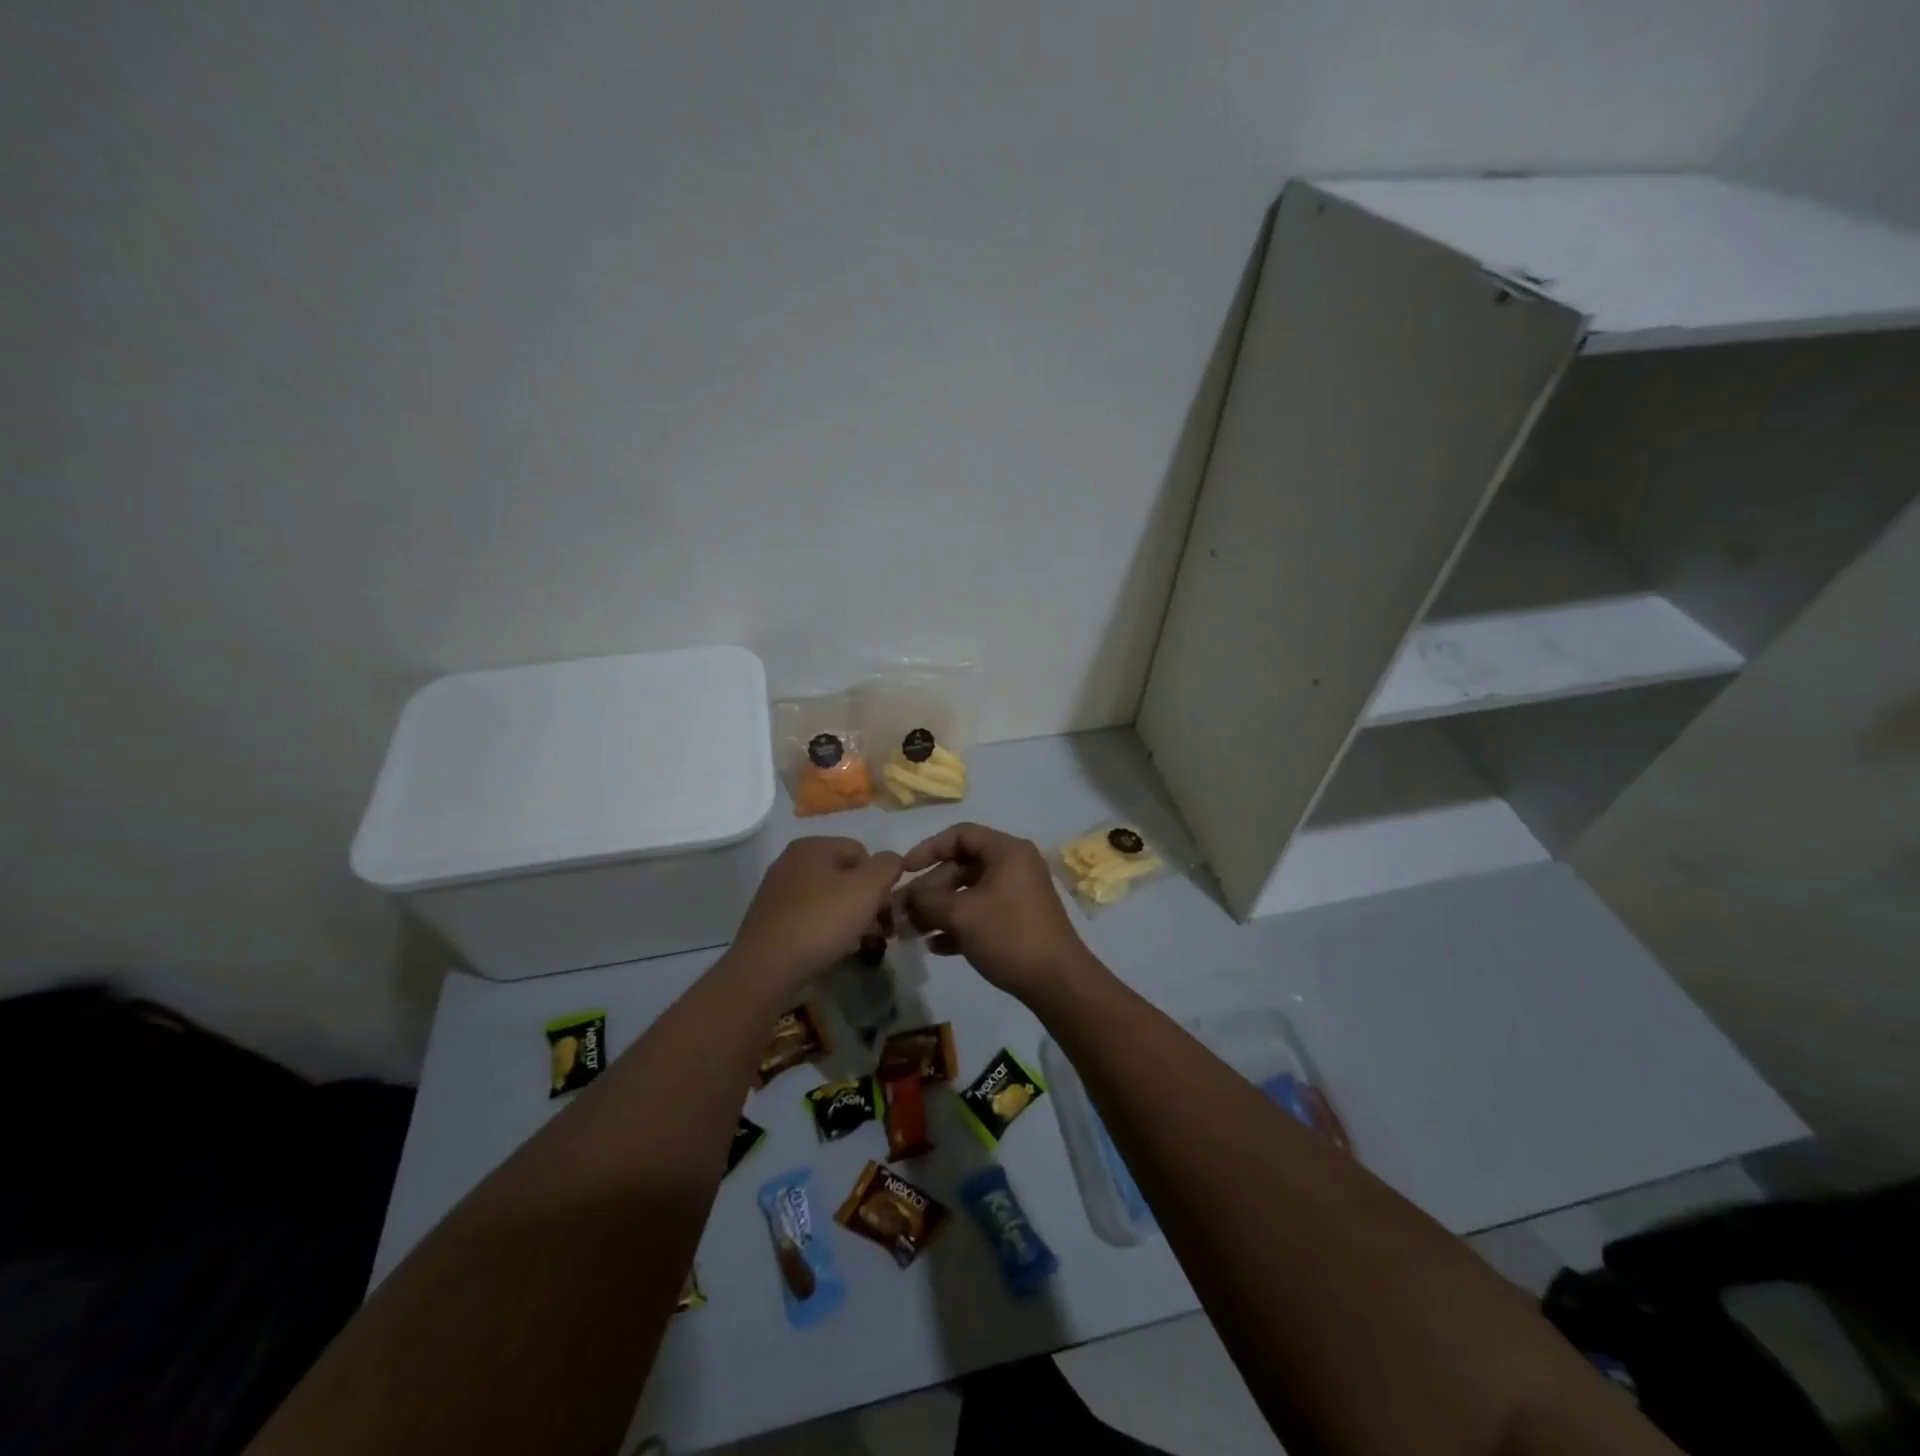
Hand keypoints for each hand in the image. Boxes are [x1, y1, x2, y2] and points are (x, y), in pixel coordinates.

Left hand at [729, 838, 902, 991]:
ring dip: (850, 917)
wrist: (766, 968)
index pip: (862, 852)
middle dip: (867, 901)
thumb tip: (892, 861)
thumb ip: (888, 866)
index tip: (886, 909)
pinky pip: (811, 917)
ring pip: (829, 898)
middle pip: (845, 875)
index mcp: (812, 846)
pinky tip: (835, 949)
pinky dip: (827, 930)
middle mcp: (792, 862)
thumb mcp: (867, 888)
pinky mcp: (772, 919)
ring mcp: (779, 891)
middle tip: (879, 930)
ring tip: (860, 942)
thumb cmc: (821, 921)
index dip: (880, 879)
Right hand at [899, 822, 1099, 1004]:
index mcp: (1007, 851)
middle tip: (903, 911)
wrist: (1057, 982)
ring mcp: (1018, 895)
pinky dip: (958, 926)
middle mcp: (1015, 866)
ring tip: (912, 931)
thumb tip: (905, 899)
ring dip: (939, 910)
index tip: (905, 871)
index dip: (928, 849)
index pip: (961, 835)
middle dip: (930, 889)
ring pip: (969, 893)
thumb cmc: (1009, 935)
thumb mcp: (961, 915)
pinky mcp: (1019, 921)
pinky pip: (982, 914)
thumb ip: (927, 901)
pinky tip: (936, 947)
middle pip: (963, 866)